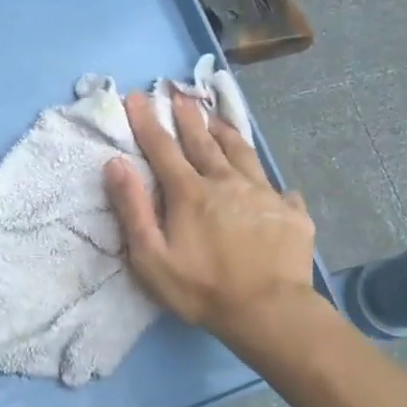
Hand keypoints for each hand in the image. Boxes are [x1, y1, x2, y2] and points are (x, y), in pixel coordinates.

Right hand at [103, 91, 316, 345]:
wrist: (269, 312)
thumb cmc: (200, 288)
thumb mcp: (150, 256)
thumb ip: (133, 208)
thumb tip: (115, 163)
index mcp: (190, 192)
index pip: (162, 148)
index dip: (147, 121)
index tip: (137, 96)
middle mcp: (226, 182)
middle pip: (203, 143)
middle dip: (188, 117)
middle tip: (180, 95)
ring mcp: (263, 194)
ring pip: (242, 154)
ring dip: (226, 133)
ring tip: (217, 119)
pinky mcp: (290, 213)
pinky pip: (278, 188)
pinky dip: (268, 181)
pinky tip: (272, 185)